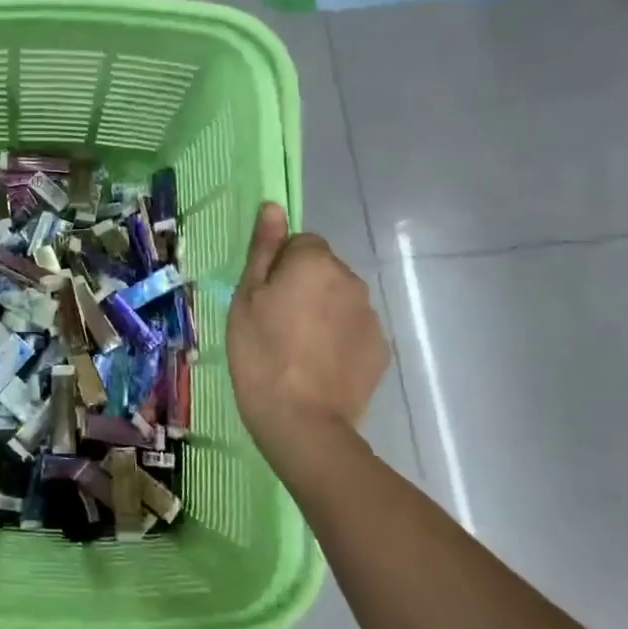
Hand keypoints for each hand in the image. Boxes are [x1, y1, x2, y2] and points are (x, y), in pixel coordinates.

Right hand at [226, 202, 387, 485]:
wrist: (301, 421)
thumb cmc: (260, 352)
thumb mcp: (247, 297)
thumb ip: (264, 249)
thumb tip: (273, 207)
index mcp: (315, 262)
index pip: (300, 244)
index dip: (279, 267)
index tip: (265, 298)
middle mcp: (351, 280)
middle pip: (323, 271)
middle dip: (304, 287)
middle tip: (276, 324)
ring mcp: (370, 316)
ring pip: (339, 300)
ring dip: (323, 312)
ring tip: (298, 349)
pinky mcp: (380, 349)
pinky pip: (353, 330)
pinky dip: (338, 340)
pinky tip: (318, 366)